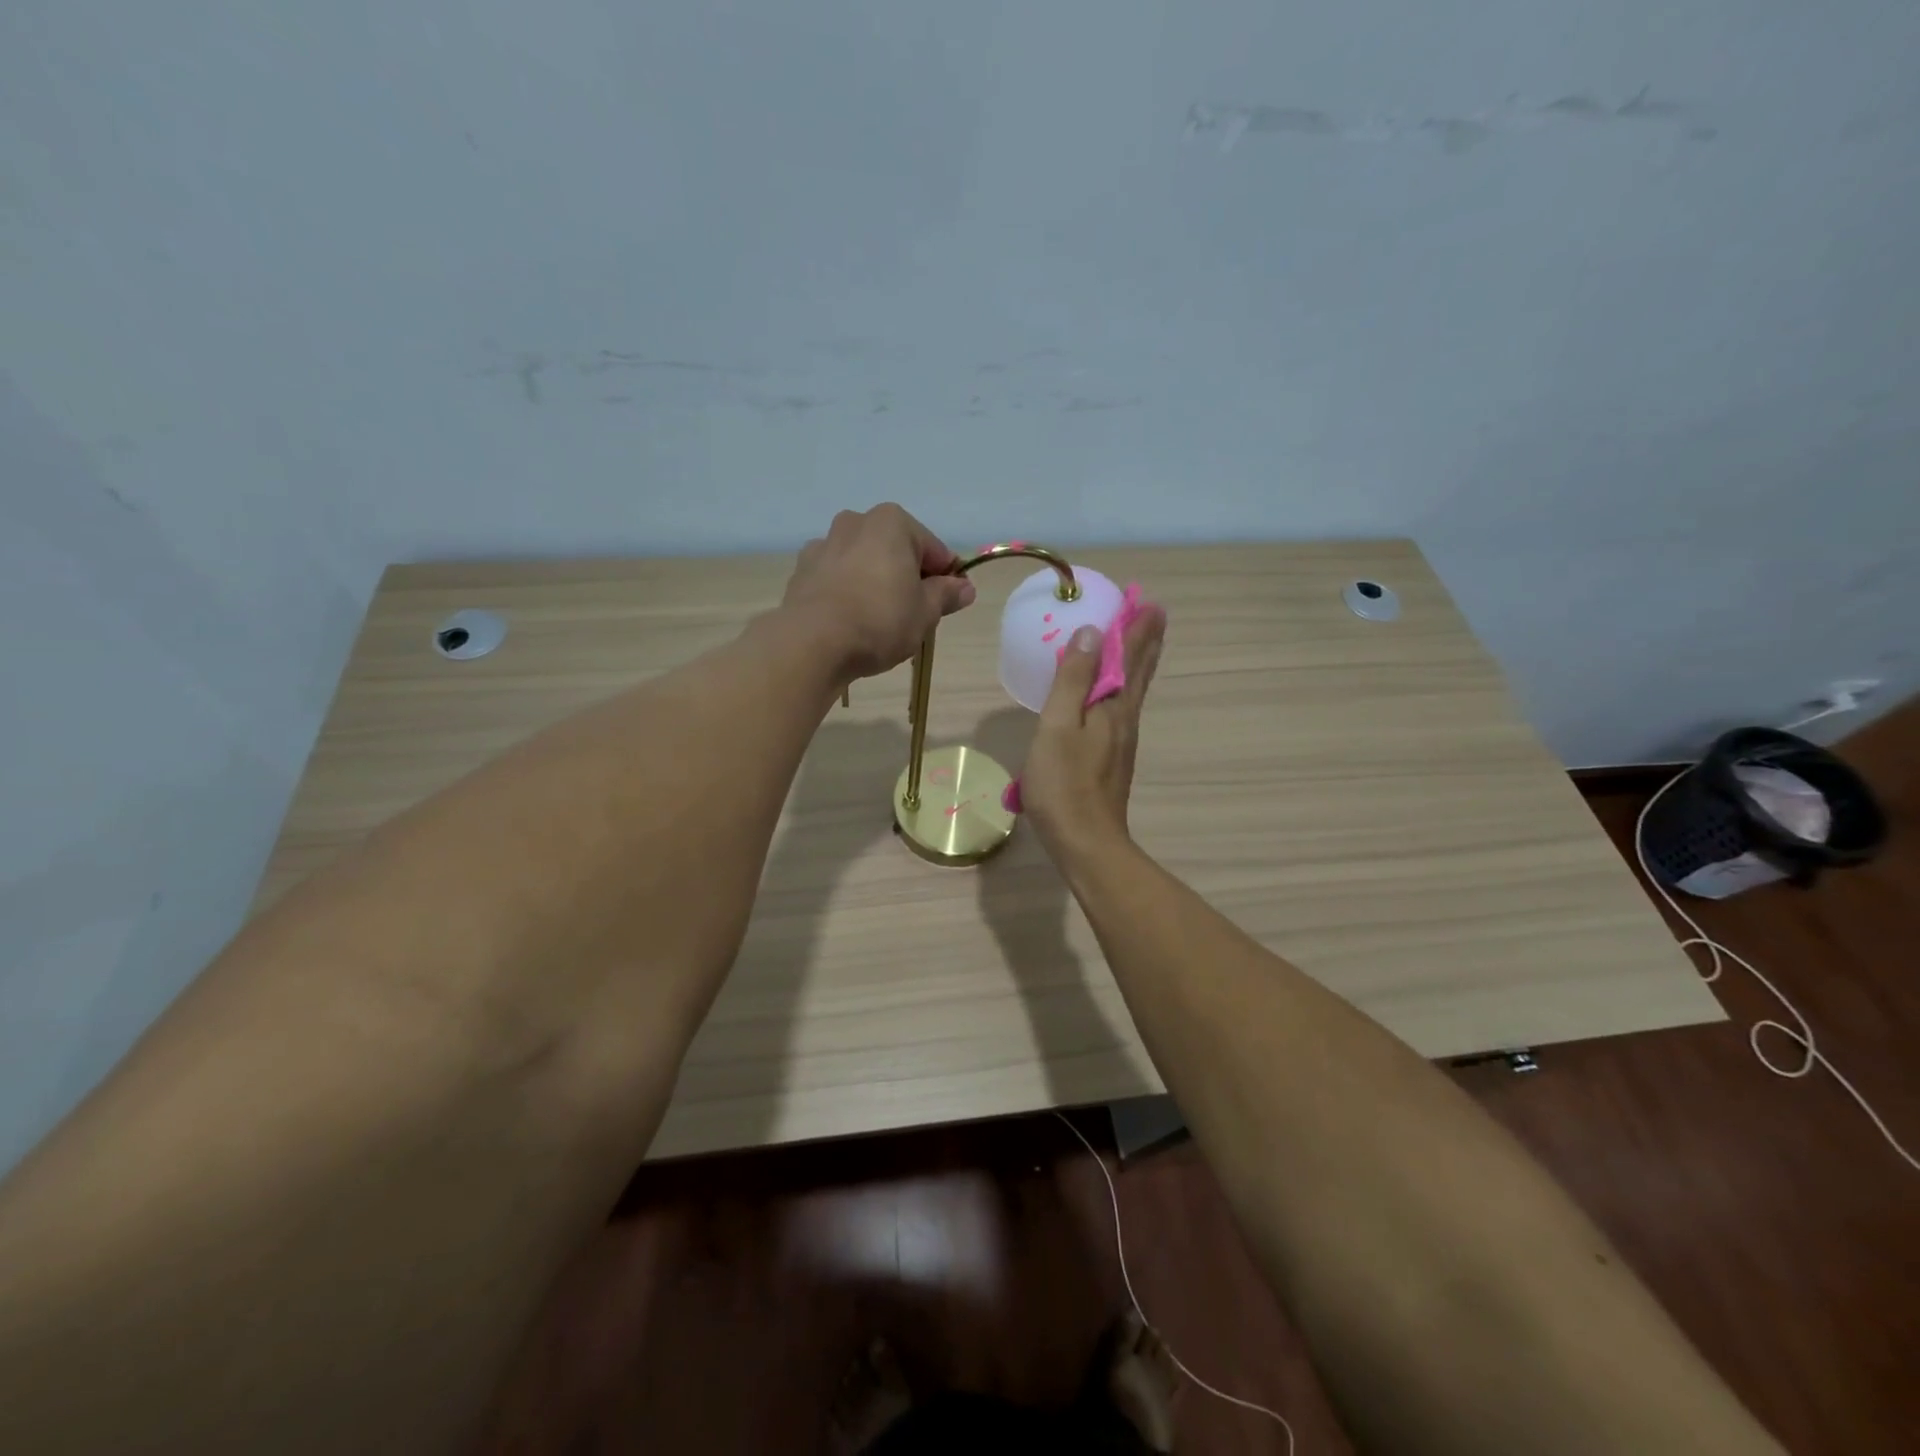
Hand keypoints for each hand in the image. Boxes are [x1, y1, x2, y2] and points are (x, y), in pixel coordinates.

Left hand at [780, 504, 976, 682]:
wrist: (813, 643)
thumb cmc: (880, 620)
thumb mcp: (925, 612)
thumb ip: (946, 595)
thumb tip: (965, 587)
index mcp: (892, 523)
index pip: (934, 549)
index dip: (946, 577)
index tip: (949, 603)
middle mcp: (856, 522)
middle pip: (895, 551)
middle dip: (908, 577)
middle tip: (915, 615)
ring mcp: (824, 545)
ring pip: (864, 563)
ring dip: (876, 583)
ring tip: (881, 622)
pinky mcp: (802, 571)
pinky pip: (837, 579)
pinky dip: (848, 593)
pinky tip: (852, 622)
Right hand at [1021, 604, 1165, 859]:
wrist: (1086, 842)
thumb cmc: (1064, 784)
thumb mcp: (1058, 726)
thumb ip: (1073, 680)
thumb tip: (1090, 633)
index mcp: (1113, 706)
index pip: (1129, 657)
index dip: (1136, 629)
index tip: (1148, 601)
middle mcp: (1125, 719)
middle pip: (1140, 672)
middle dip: (1146, 641)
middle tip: (1155, 613)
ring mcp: (1121, 741)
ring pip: (1135, 691)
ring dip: (1140, 662)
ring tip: (1142, 642)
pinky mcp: (1112, 759)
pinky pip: (1123, 708)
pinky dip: (1125, 687)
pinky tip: (1115, 694)